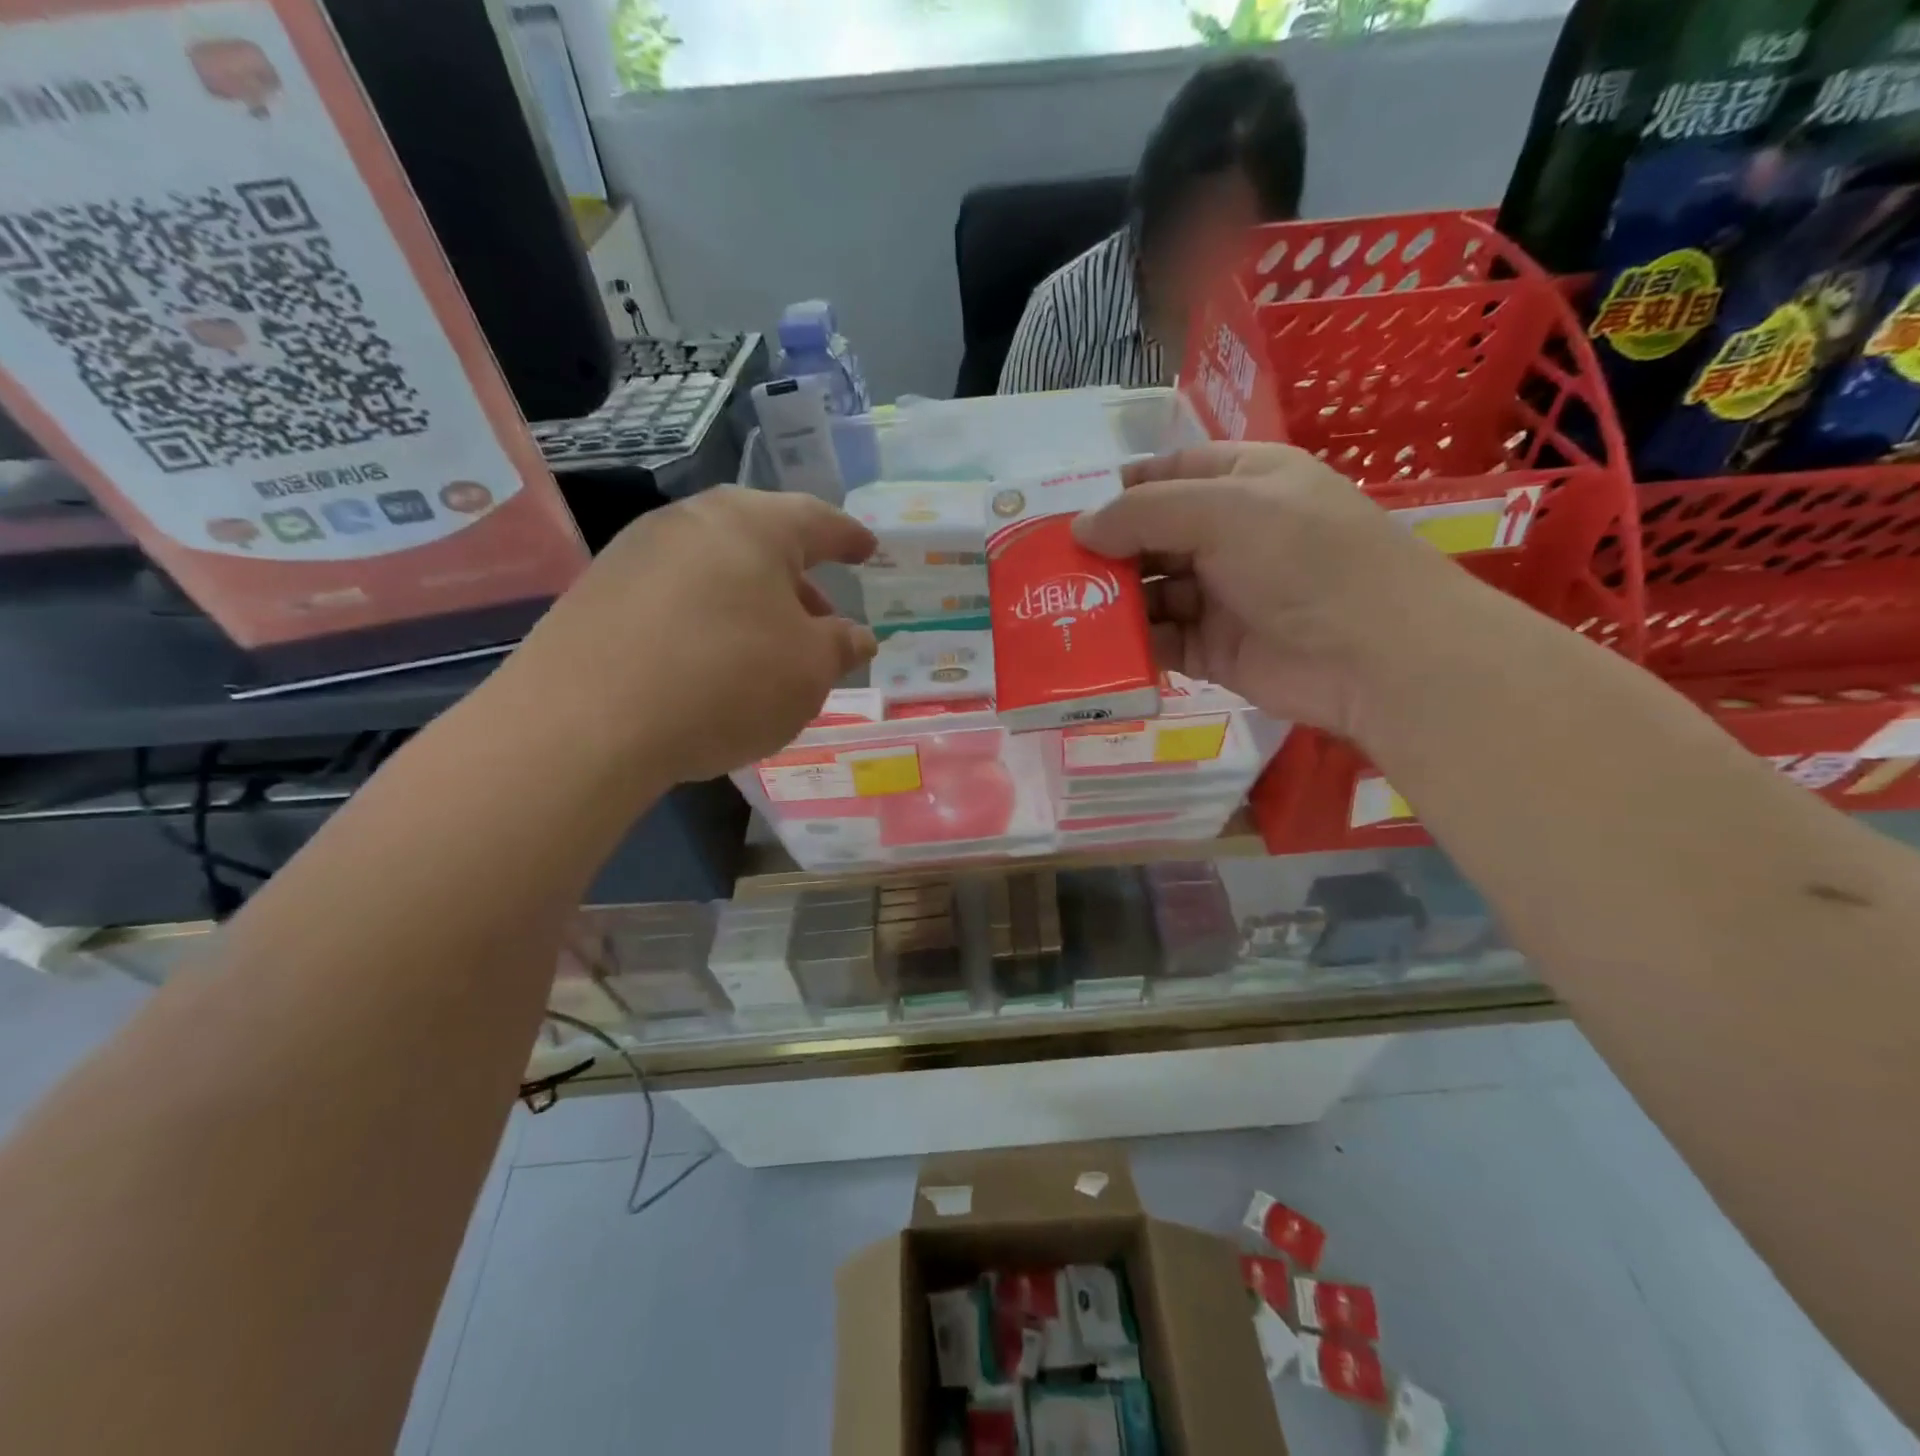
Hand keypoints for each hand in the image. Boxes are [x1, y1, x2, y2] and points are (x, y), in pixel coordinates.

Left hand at [511, 487, 876, 784]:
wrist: (585, 723)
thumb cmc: (726, 682)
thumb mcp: (808, 671)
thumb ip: (840, 646)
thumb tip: (856, 635)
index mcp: (753, 525)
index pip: (817, 520)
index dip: (848, 537)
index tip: (867, 548)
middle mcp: (691, 521)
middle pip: (760, 540)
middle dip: (798, 577)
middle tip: (821, 615)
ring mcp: (636, 553)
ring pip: (715, 567)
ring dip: (751, 600)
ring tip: (768, 645)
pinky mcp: (597, 592)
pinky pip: (675, 595)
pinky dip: (707, 618)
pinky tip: (711, 661)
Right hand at [1072, 442, 1490, 740]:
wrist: (1374, 655)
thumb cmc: (1304, 559)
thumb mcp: (1225, 511)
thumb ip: (1145, 513)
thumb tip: (1079, 528)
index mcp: (1241, 482)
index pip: (1165, 474)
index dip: (1116, 491)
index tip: (1063, 513)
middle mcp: (1228, 535)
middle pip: (1149, 536)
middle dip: (1103, 552)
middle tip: (1047, 570)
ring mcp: (1219, 594)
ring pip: (1148, 592)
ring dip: (1109, 601)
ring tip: (1058, 610)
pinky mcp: (1212, 648)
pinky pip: (1158, 640)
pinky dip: (1128, 644)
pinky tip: (1092, 647)